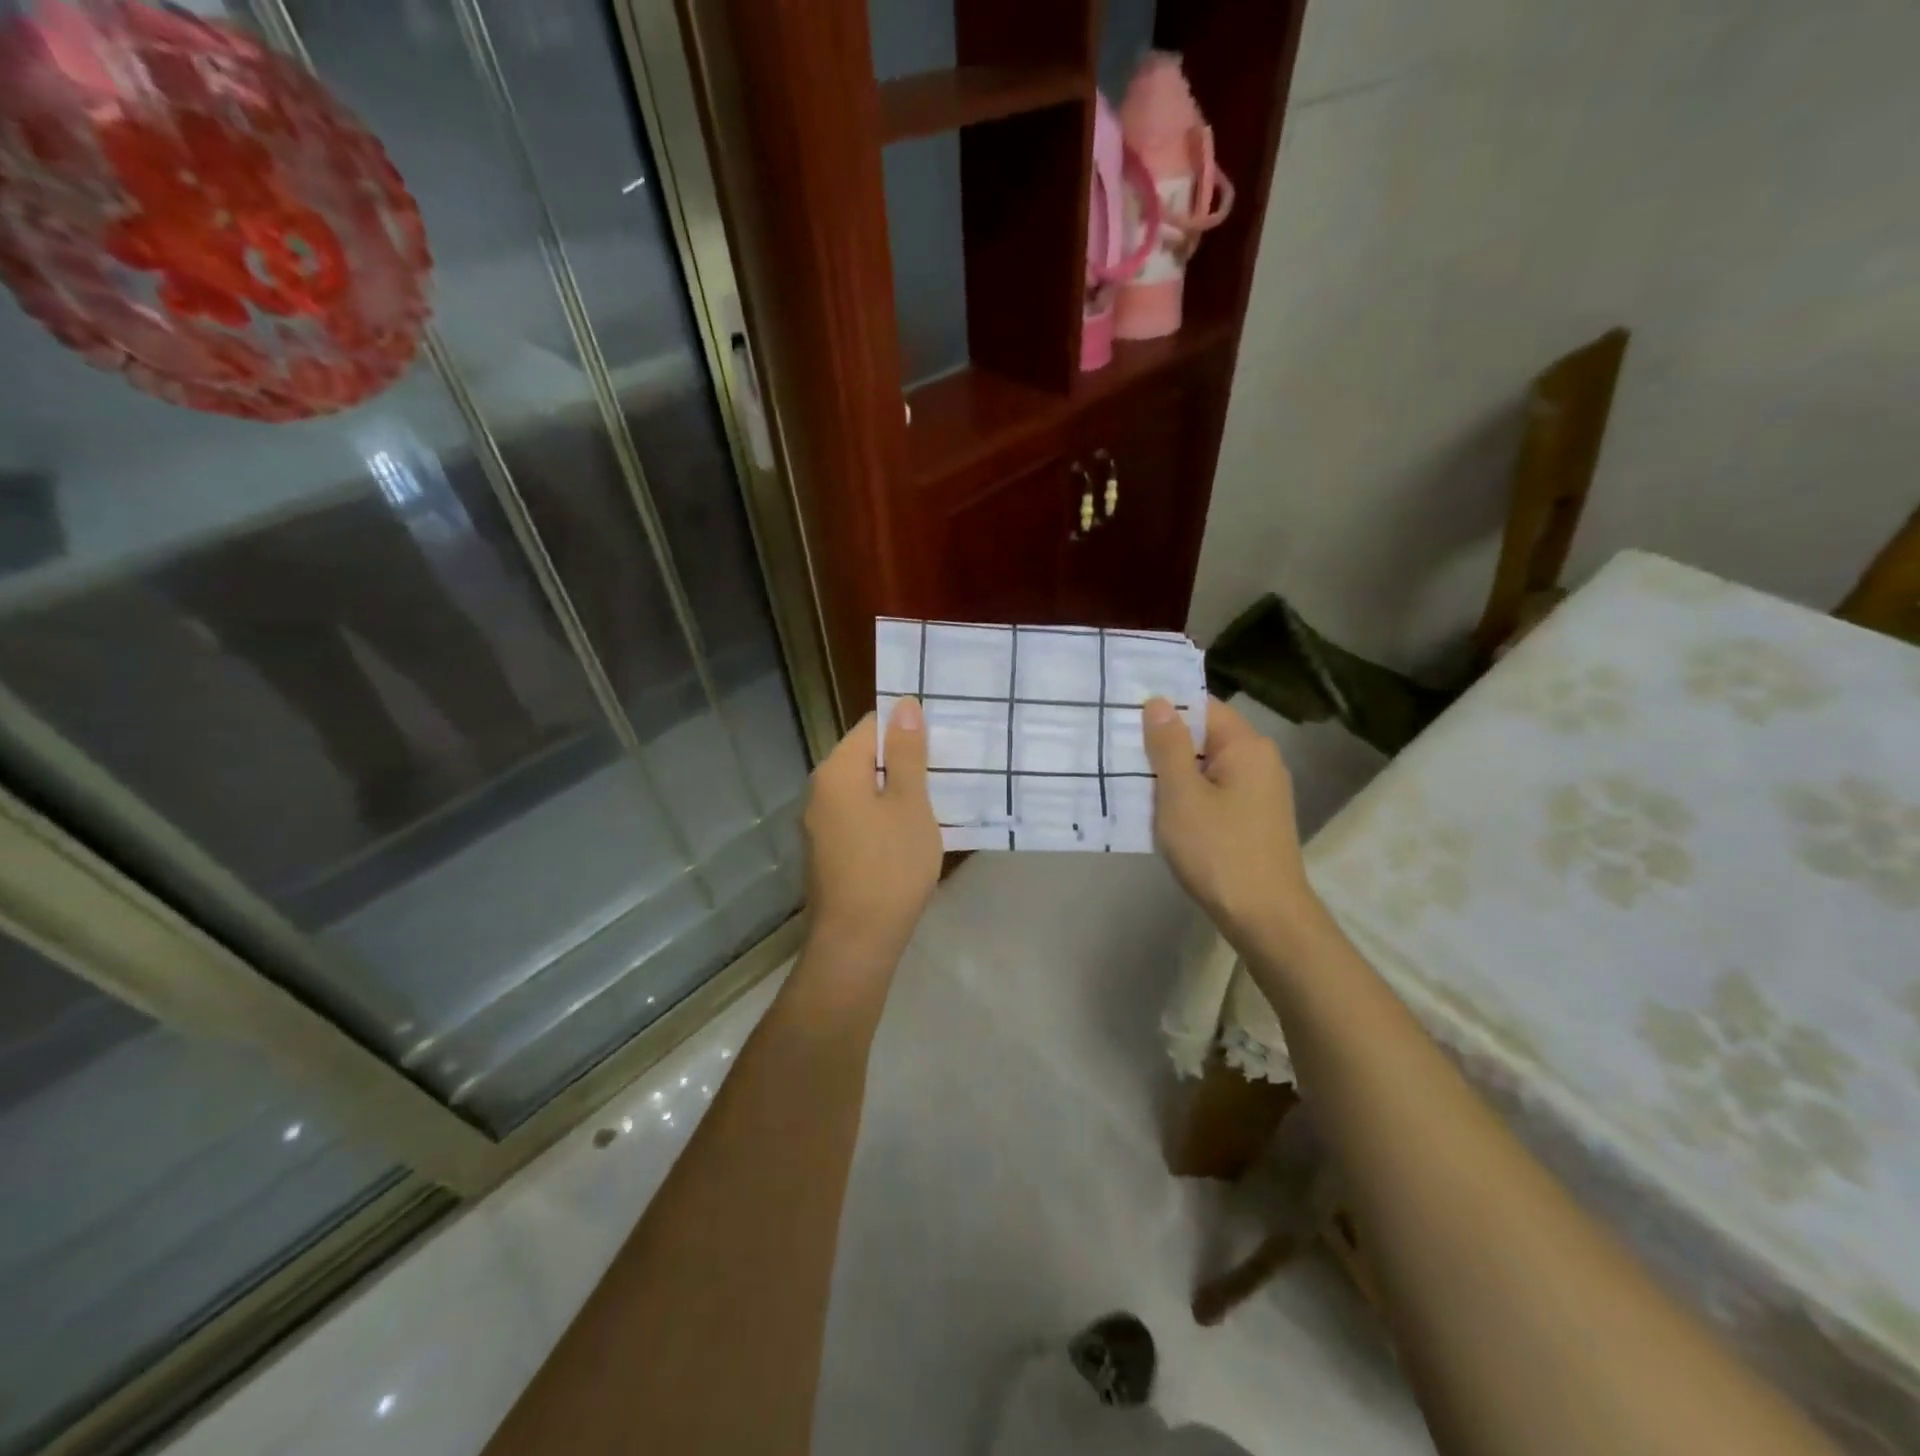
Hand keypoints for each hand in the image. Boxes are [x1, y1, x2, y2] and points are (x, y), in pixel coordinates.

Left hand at [800, 700, 942, 973]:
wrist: (857, 940)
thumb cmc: (890, 865)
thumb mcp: (909, 803)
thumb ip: (906, 753)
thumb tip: (903, 704)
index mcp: (837, 770)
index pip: (871, 725)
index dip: (906, 729)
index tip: (939, 745)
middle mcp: (820, 789)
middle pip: (864, 757)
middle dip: (902, 761)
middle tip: (944, 774)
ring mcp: (819, 823)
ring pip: (862, 789)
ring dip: (894, 791)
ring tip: (933, 802)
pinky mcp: (827, 850)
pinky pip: (857, 816)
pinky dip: (882, 816)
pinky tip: (908, 834)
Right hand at [1142, 696, 1320, 950]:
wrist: (1264, 918)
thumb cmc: (1218, 850)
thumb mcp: (1182, 795)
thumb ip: (1167, 746)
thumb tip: (1158, 701)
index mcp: (1246, 746)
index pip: (1200, 706)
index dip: (1162, 707)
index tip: (1122, 712)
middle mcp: (1259, 761)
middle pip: (1202, 736)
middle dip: (1162, 741)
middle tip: (1115, 745)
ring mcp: (1258, 792)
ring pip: (1204, 767)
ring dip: (1170, 772)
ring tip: (1127, 775)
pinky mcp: (1251, 818)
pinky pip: (1212, 792)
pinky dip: (1185, 795)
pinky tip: (1156, 808)